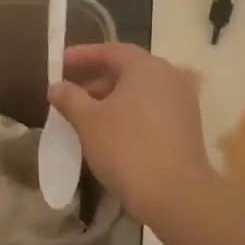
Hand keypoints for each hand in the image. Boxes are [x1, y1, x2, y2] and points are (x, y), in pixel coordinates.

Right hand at [49, 44, 212, 224]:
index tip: (60, 63)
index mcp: (147, 66)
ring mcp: (183, 102)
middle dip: (97, 81)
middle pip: (128, 70)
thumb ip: (70, 98)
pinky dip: (131, 114)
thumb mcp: (88, 121)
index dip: (82, 56)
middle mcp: (170, 76)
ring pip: (141, 92)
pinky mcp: (188, 127)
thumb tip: (57, 86)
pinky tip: (112, 134)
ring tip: (87, 117)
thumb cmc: (126, 148)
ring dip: (113, 100)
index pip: (110, 50)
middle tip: (71, 95)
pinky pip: (153, 110)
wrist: (174, 194)